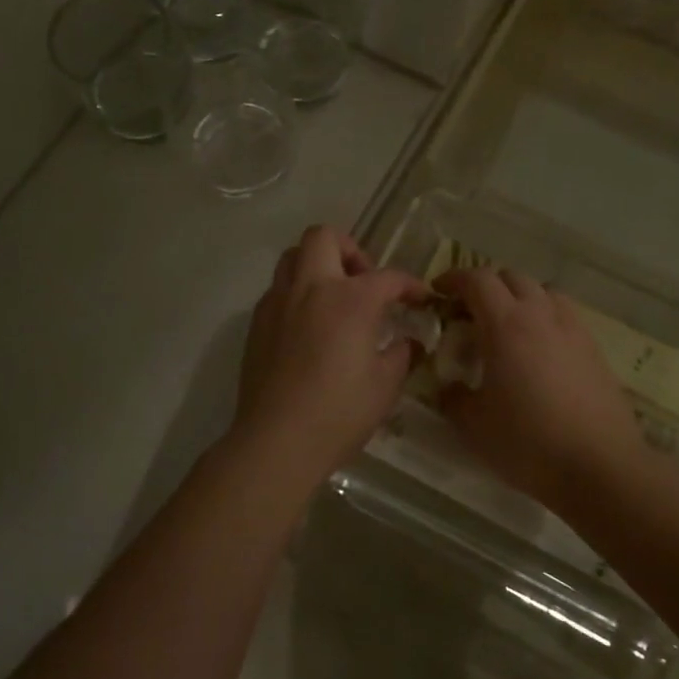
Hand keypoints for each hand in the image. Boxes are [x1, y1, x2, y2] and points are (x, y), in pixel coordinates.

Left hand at [234, 226, 426, 473]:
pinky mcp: (257, 324)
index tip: (421, 298)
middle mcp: (311, 288)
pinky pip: (278, 290)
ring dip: (317, 265)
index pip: (388, 277)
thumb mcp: (386, 385)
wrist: (277, 441)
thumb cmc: (339, 412)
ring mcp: (278, 303)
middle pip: (324, 237)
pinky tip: (309, 326)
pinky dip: (297, 294)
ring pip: (293, 257)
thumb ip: (401, 354)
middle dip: (350, 249)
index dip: (410, 284)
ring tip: (334, 297)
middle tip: (364, 280)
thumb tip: (406, 342)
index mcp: (350, 299)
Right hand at [435, 267, 643, 505]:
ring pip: (543, 292)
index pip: (477, 280)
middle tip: (469, 311)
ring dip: (519, 297)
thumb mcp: (473, 426)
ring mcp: (573, 329)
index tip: (438, 291)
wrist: (600, 467)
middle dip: (486, 286)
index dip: (454, 278)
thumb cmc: (528, 443)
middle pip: (512, 278)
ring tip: (507, 325)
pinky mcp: (595, 349)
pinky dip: (545, 317)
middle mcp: (542, 315)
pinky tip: (540, 349)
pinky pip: (564, 315)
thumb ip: (453, 398)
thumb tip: (448, 387)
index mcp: (506, 325)